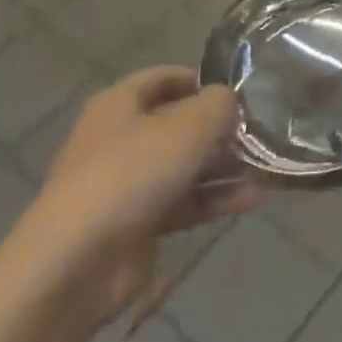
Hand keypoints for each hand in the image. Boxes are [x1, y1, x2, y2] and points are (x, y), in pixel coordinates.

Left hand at [6, 67, 257, 323]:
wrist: (75, 263)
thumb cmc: (130, 175)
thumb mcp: (186, 127)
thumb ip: (218, 106)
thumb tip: (231, 100)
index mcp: (119, 105)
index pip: (163, 78)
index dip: (200, 79)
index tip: (239, 90)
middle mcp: (120, 139)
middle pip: (178, 125)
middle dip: (220, 130)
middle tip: (261, 133)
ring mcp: (126, 185)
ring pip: (183, 166)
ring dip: (223, 167)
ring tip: (265, 170)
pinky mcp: (136, 225)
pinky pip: (183, 203)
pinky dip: (213, 200)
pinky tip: (251, 200)